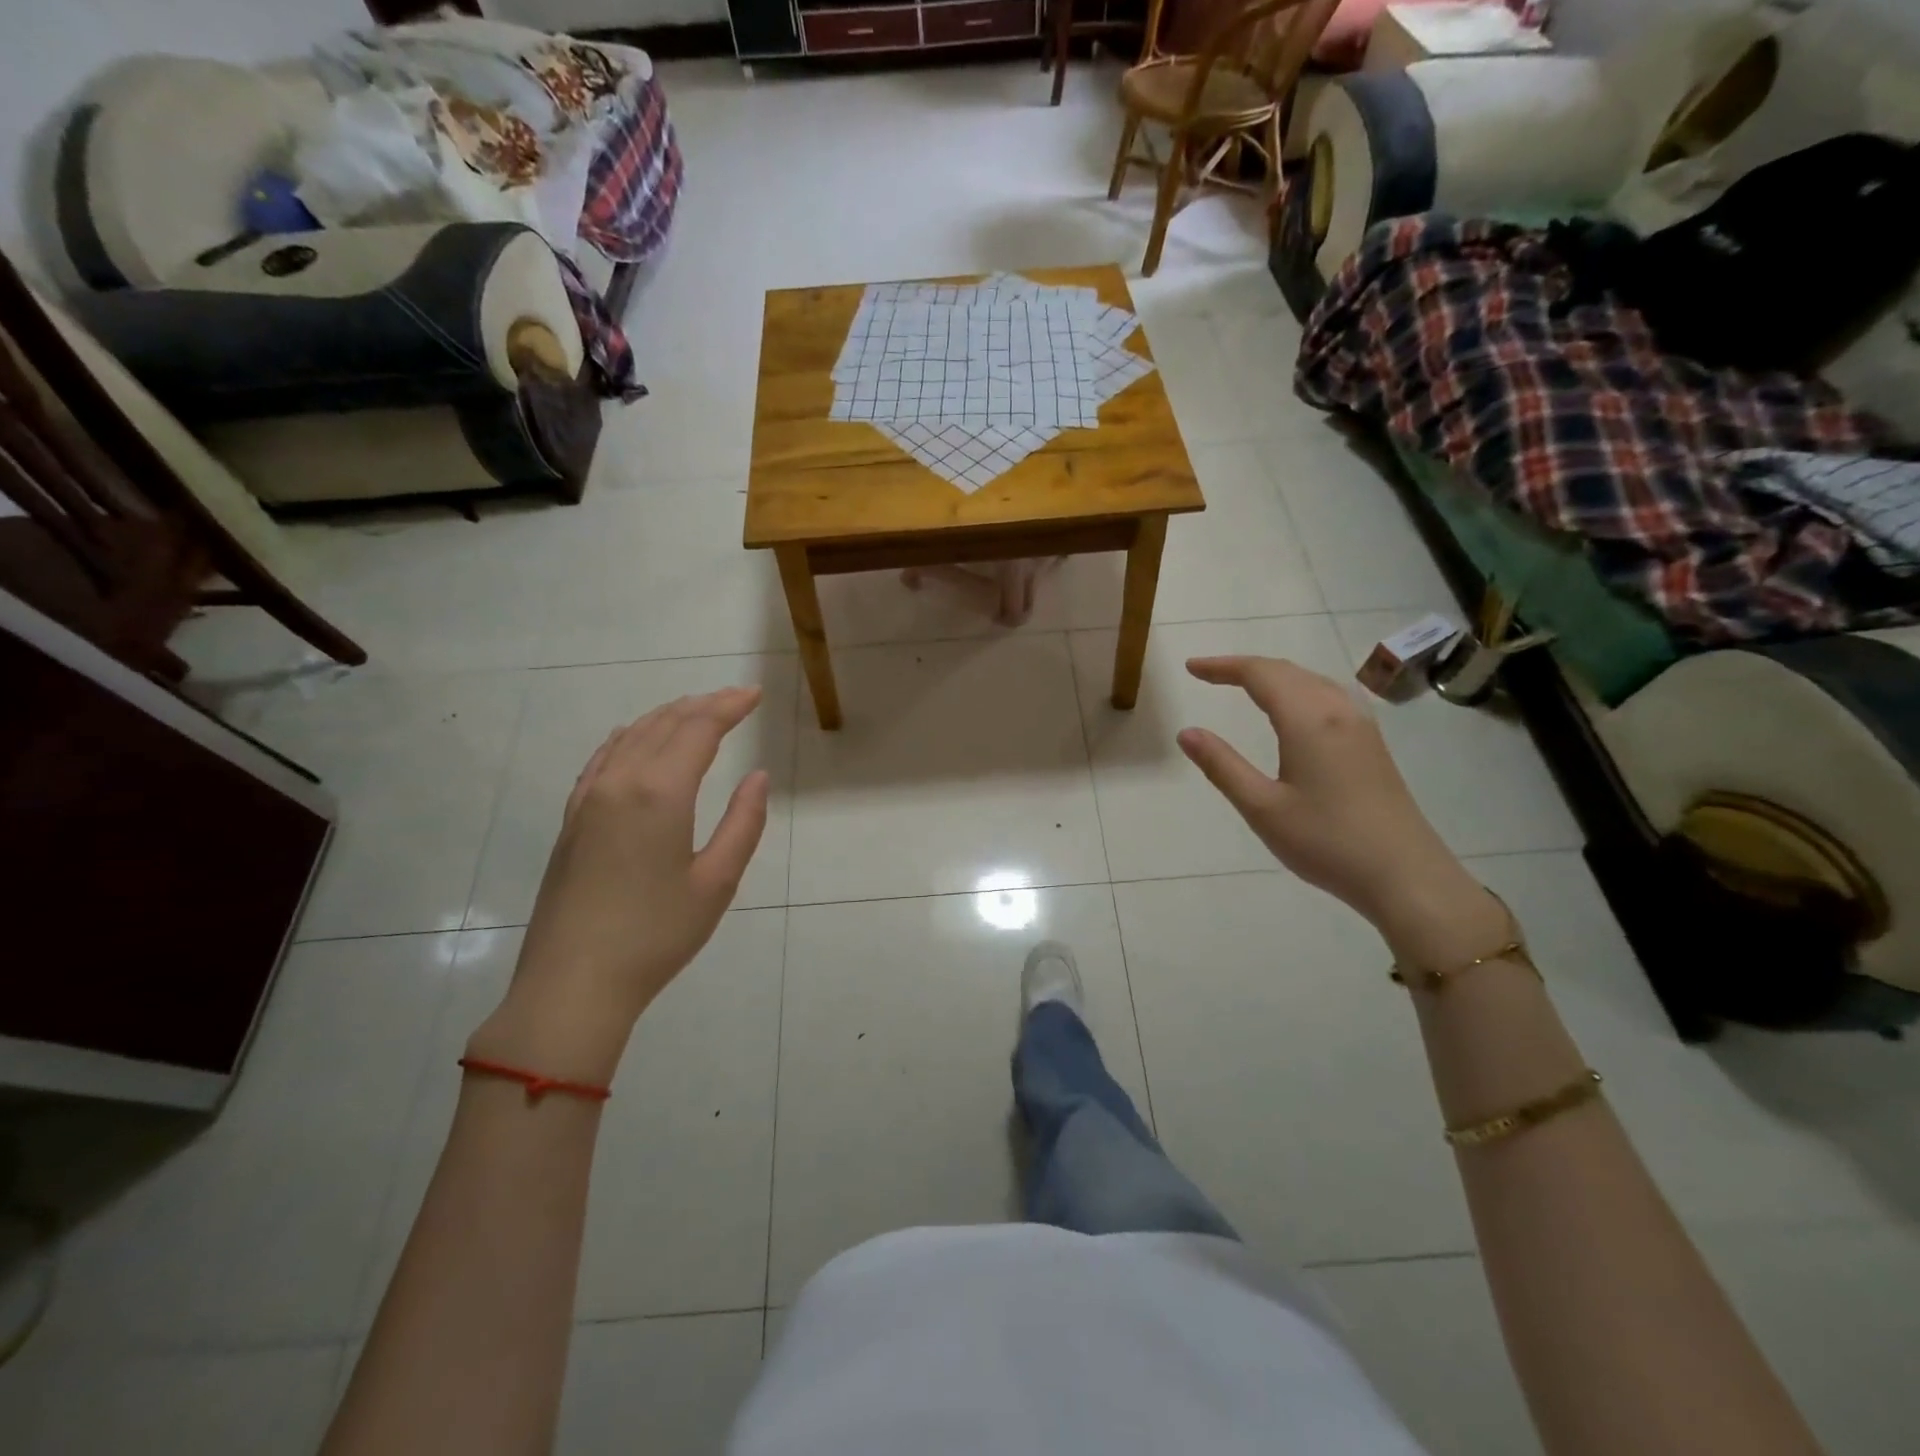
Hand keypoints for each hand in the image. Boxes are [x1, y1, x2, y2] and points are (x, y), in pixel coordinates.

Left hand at [472, 687, 769, 1082]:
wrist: (573, 983)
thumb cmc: (656, 935)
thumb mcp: (717, 882)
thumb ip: (743, 823)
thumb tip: (757, 778)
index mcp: (660, 793)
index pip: (698, 729)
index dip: (728, 707)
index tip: (754, 695)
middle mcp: (620, 782)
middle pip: (664, 724)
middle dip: (702, 705)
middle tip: (735, 699)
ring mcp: (589, 799)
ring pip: (630, 736)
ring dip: (666, 716)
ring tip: (695, 710)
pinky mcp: (572, 820)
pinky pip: (602, 759)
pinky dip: (628, 738)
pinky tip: (634, 738)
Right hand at [1176, 656, 1494, 955]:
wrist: (1405, 875)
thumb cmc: (1326, 842)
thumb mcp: (1262, 807)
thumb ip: (1222, 766)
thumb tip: (1186, 732)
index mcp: (1309, 720)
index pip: (1260, 674)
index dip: (1223, 667)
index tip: (1191, 668)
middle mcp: (1338, 711)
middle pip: (1287, 671)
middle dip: (1245, 667)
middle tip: (1208, 674)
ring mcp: (1361, 726)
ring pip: (1312, 681)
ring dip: (1274, 676)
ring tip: (1244, 685)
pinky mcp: (1372, 744)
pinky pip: (1329, 697)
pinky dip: (1298, 689)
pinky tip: (1294, 710)